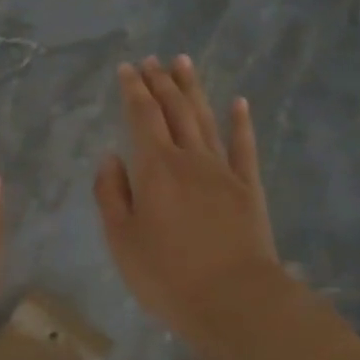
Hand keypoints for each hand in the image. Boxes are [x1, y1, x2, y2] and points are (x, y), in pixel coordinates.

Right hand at [94, 56, 285, 357]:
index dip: (134, 90)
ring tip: (183, 63)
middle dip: (161, 82)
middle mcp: (190, 159)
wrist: (233, 299)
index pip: (142, 117)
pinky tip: (239, 103)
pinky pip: (243, 147)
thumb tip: (111, 157)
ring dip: (193, 90)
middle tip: (152, 60)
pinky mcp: (248, 188)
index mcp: (155, 169)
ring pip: (206, 120)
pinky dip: (240, 123)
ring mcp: (223, 171)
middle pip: (175, 111)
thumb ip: (111, 194)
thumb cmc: (166, 275)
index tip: (128, 68)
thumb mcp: (121, 239)